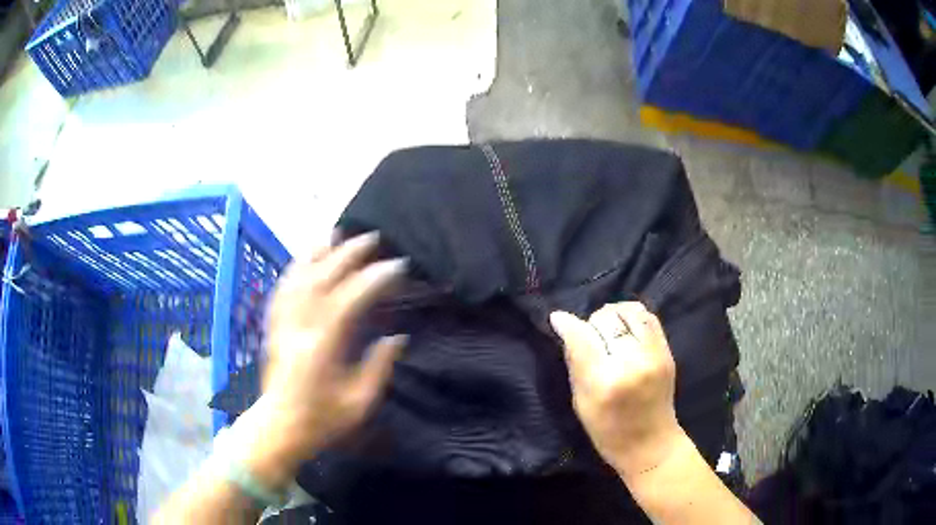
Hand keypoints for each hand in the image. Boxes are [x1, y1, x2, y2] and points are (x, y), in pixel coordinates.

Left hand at [248, 232, 406, 482]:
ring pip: (297, 278)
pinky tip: (303, 257)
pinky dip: (295, 268)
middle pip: (322, 279)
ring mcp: (282, 324)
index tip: (397, 265)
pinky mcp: (273, 327)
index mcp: (321, 347)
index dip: (374, 279)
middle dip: (348, 254)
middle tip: (371, 238)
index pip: (349, 300)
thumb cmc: (321, 420)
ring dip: (317, 252)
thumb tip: (396, 338)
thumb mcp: (358, 403)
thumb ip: (378, 368)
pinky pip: (282, 289)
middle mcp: (298, 328)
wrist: (279, 427)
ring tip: (334, 233)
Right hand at [550, 302, 683, 478]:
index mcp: (605, 382)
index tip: (557, 318)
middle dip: (592, 323)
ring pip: (630, 312)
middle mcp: (632, 363)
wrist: (651, 444)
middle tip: (589, 337)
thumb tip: (564, 327)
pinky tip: (625, 327)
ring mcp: (654, 355)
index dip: (567, 323)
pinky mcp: (667, 352)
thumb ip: (575, 363)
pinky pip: (648, 317)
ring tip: (608, 329)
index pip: (582, 337)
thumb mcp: (581, 403)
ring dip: (613, 315)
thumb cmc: (608, 432)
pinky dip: (633, 316)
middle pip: (606, 319)